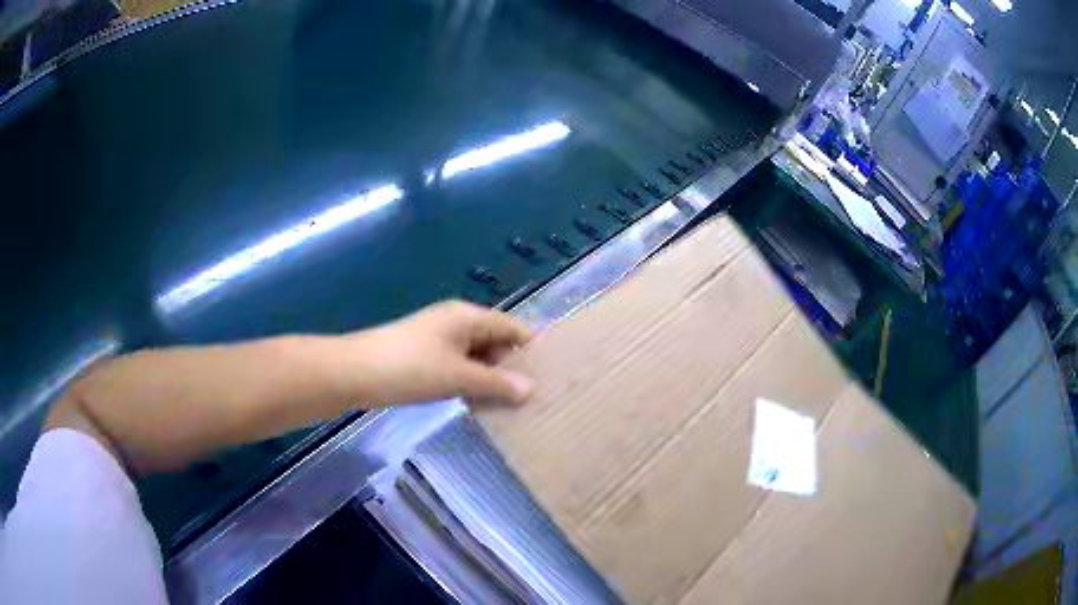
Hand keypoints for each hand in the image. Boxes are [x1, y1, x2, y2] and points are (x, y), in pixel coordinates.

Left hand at [348, 301, 533, 407]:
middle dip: (512, 367)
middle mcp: (456, 322)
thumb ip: (496, 383)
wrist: (356, 372)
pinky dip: (470, 381)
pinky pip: (458, 366)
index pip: (512, 328)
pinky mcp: (425, 356)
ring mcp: (438, 339)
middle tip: (534, 398)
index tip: (552, 375)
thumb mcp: (458, 377)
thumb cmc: (411, 368)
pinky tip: (478, 404)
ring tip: (512, 406)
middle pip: (495, 341)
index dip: (531, 349)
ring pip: (476, 356)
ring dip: (490, 378)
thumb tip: (532, 389)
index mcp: (467, 317)